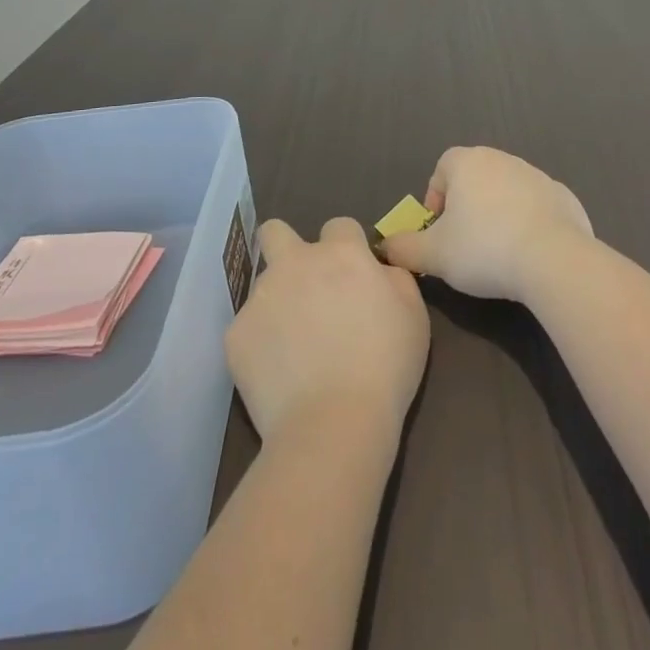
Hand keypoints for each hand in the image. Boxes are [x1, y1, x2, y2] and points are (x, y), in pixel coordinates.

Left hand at [226, 217, 428, 443]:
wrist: (333, 424)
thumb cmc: (385, 367)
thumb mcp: (414, 315)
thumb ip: (395, 278)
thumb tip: (378, 269)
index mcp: (341, 253)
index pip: (339, 226)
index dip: (346, 248)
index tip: (352, 277)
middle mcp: (295, 262)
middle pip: (275, 231)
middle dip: (286, 246)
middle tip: (303, 284)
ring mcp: (261, 297)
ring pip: (264, 285)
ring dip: (278, 302)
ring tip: (294, 346)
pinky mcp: (236, 334)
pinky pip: (249, 329)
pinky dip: (261, 344)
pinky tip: (278, 374)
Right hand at [380, 146, 593, 301]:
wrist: (553, 258)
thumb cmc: (483, 249)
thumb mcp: (433, 255)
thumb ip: (404, 248)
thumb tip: (385, 247)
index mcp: (468, 163)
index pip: (442, 168)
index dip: (436, 198)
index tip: (439, 230)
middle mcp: (502, 159)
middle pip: (475, 178)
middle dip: (467, 207)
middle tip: (465, 244)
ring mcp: (536, 175)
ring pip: (507, 191)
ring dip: (499, 214)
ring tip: (498, 252)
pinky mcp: (563, 196)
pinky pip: (537, 207)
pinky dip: (529, 224)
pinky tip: (530, 255)